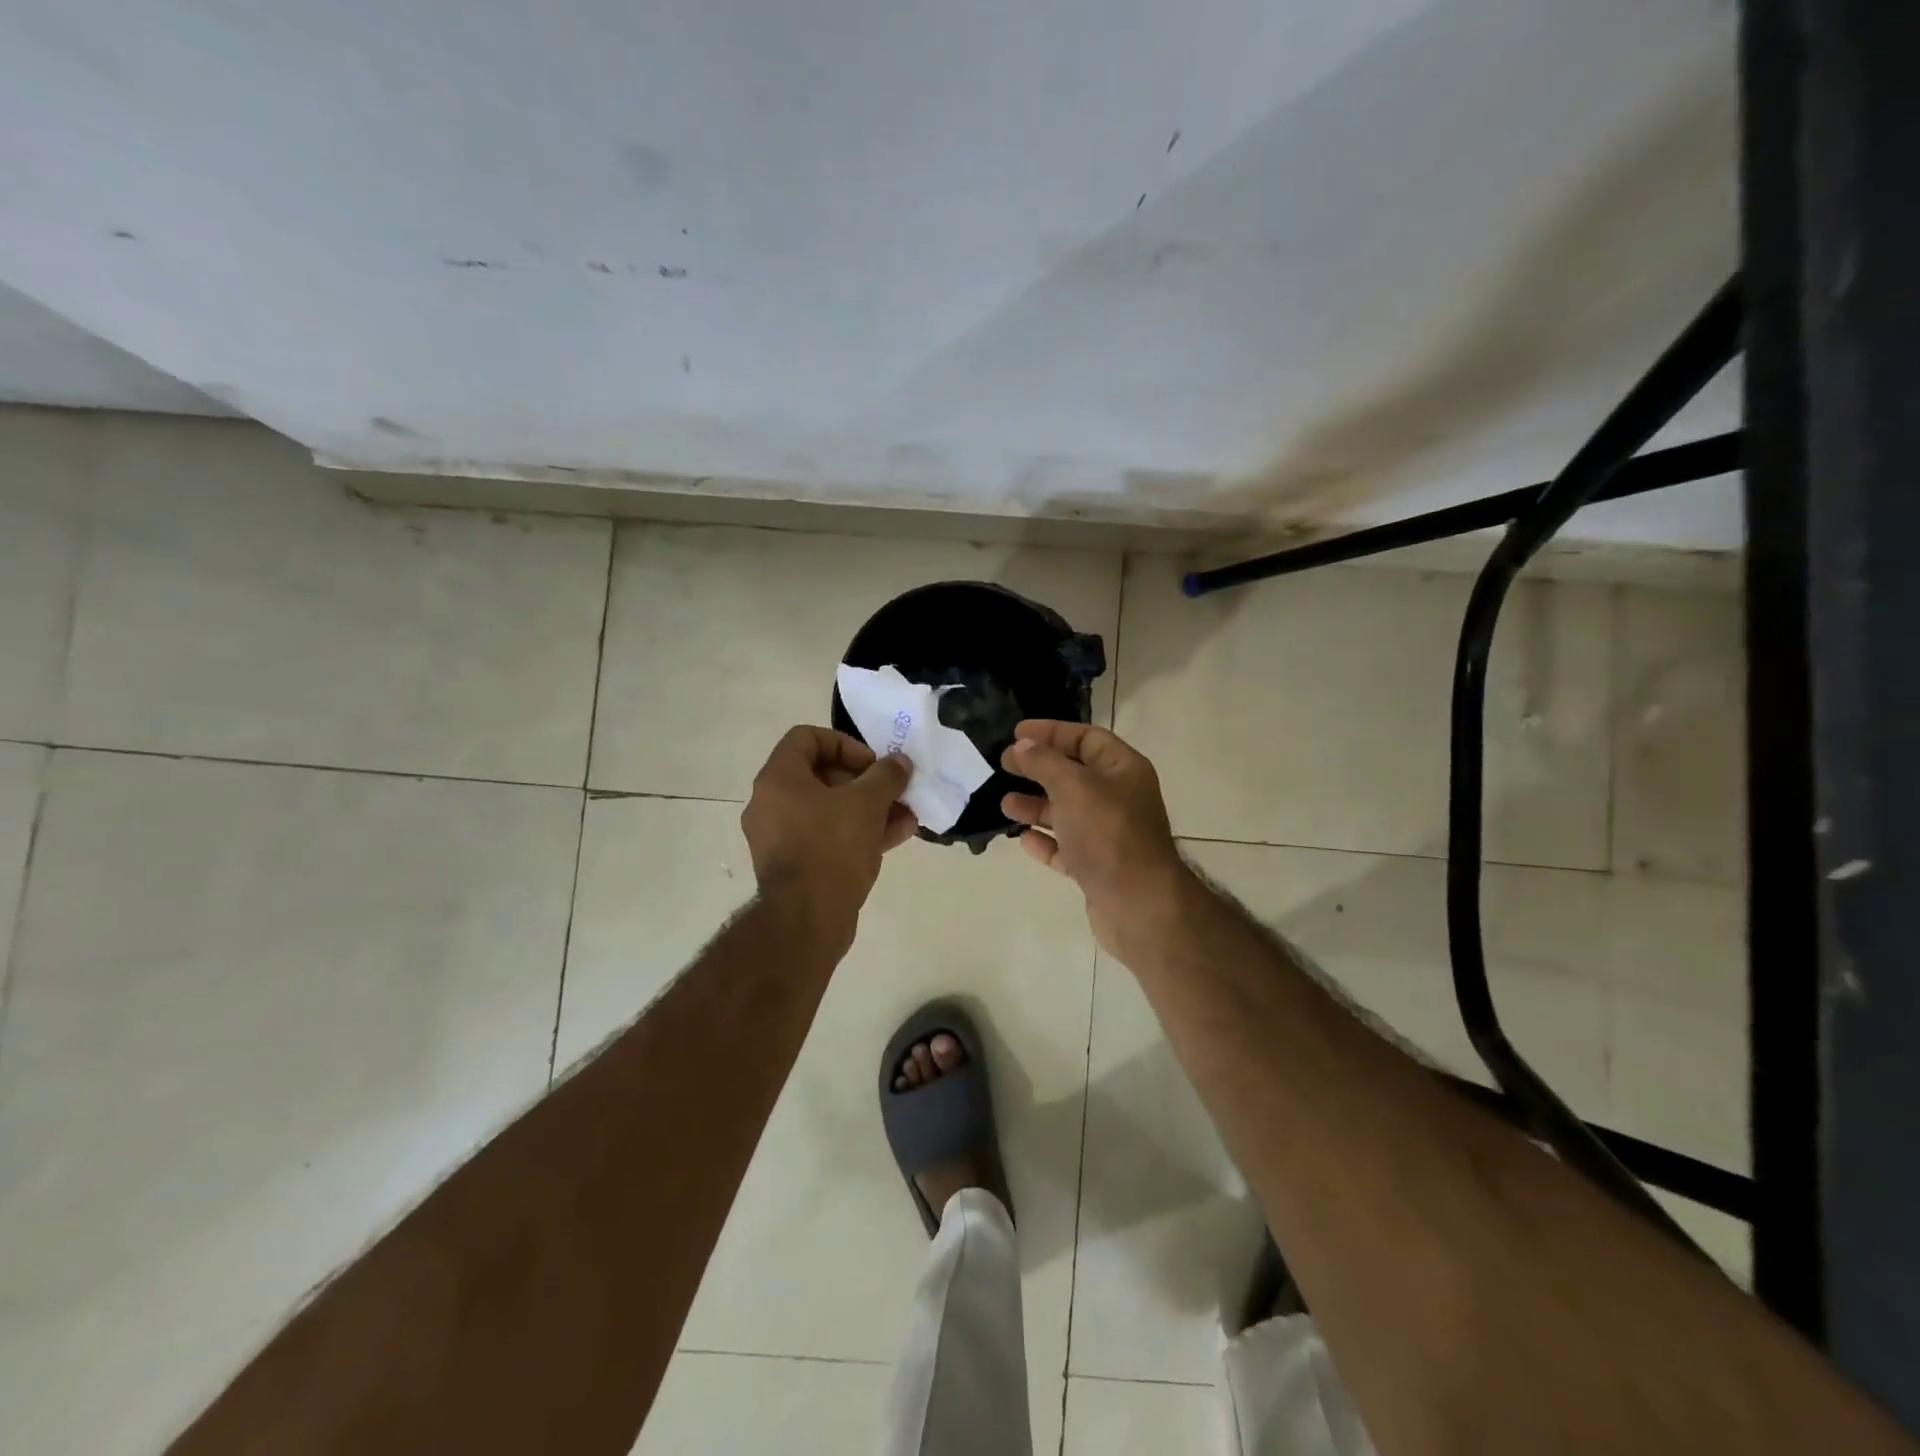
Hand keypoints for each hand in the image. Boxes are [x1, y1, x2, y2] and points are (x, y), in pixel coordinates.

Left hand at [742, 726, 916, 945]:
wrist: (806, 920)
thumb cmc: (831, 848)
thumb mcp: (867, 804)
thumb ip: (886, 775)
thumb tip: (899, 762)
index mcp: (778, 779)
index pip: (807, 738)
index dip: (845, 744)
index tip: (872, 764)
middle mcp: (771, 804)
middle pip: (820, 775)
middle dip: (864, 781)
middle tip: (892, 790)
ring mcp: (781, 837)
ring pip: (829, 810)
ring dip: (868, 808)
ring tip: (905, 814)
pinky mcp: (795, 865)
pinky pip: (827, 837)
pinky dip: (858, 832)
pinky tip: (897, 835)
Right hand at [1000, 720, 1192, 958]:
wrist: (1138, 904)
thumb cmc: (1108, 833)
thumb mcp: (1074, 787)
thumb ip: (1045, 763)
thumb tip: (1022, 746)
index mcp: (1123, 770)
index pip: (1086, 738)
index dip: (1052, 732)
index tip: (1016, 733)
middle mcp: (1119, 798)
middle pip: (1074, 774)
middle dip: (1038, 769)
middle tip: (1003, 765)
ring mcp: (1109, 835)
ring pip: (1067, 812)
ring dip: (1036, 806)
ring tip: (1006, 805)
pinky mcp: (1098, 867)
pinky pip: (1066, 847)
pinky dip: (1045, 841)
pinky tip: (1023, 840)